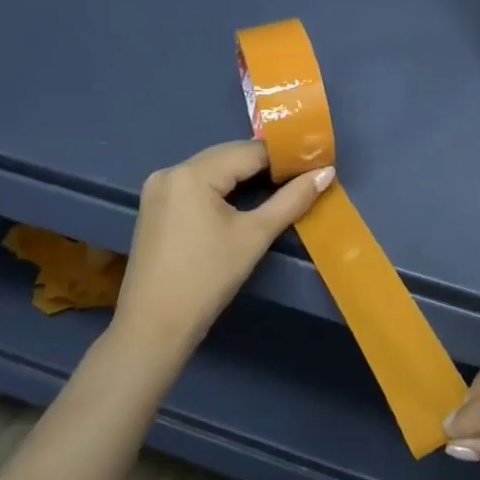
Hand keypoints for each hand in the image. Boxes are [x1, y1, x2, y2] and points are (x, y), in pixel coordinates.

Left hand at [110, 141, 333, 360]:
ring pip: (212, 169)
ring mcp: (158, 188)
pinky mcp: (155, 206)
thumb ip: (292, 200)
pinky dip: (222, 187)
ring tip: (278, 188)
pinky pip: (196, 184)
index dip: (285, 156)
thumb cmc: (207, 279)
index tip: (314, 163)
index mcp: (193, 173)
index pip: (250, 151)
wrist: (153, 328)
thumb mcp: (255, 236)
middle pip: (229, 156)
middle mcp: (171, 170)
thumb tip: (326, 172)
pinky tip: (242, 201)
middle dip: (264, 164)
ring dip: (243, 175)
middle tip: (301, 176)